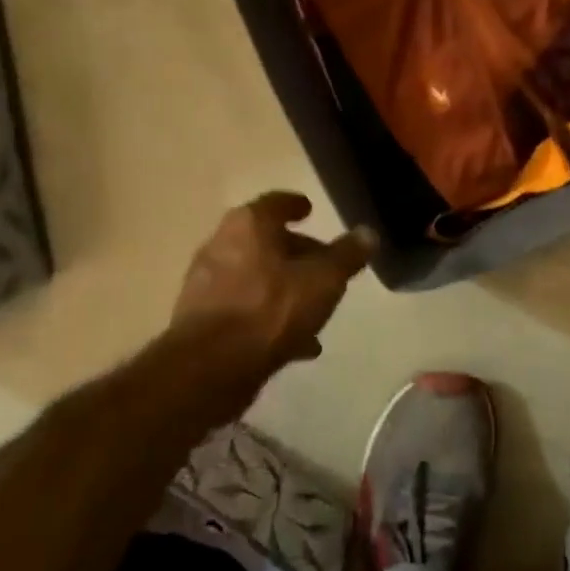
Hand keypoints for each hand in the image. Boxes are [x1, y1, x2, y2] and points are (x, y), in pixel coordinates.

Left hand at [170, 193, 376, 381]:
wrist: (211, 367)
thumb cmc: (271, 309)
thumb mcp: (324, 280)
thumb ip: (347, 255)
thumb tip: (367, 233)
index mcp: (249, 226)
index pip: (276, 203)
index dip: (295, 205)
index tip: (309, 210)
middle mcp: (221, 245)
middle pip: (264, 241)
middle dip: (295, 252)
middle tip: (323, 265)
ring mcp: (207, 284)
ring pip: (255, 277)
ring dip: (284, 288)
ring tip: (315, 308)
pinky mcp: (202, 320)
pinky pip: (245, 309)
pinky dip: (269, 316)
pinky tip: (296, 342)